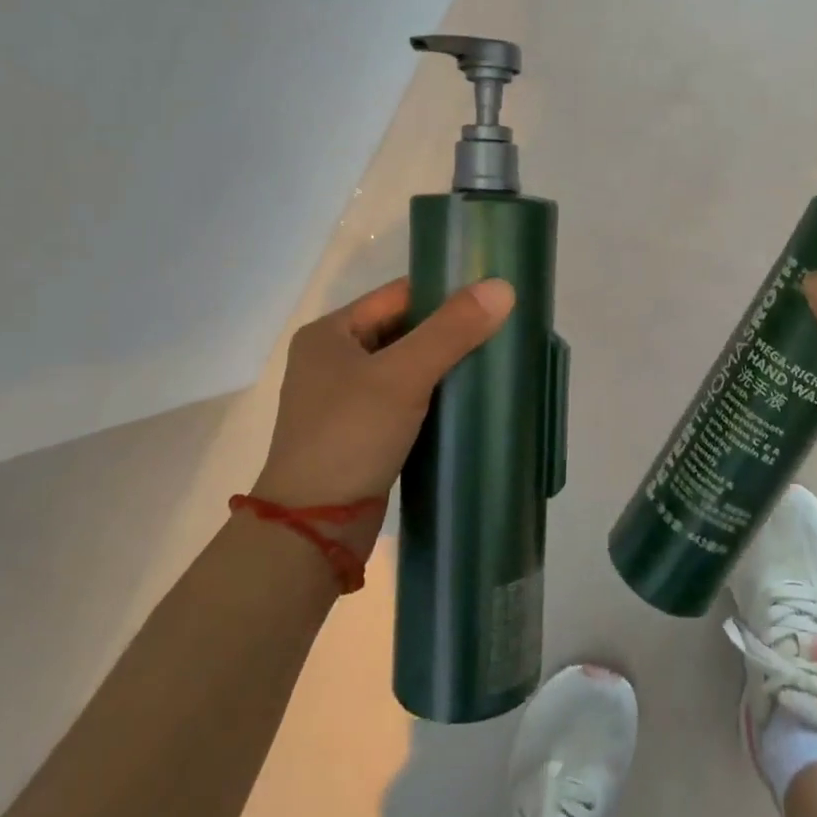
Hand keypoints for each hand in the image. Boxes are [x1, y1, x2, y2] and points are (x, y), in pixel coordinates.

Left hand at [249, 277, 515, 534]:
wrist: (314, 529)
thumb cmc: (351, 436)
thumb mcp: (403, 376)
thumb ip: (452, 330)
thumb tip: (503, 287)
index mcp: (330, 333)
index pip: (399, 295)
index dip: (445, 293)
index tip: (492, 301)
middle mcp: (333, 359)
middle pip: (404, 329)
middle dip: (450, 332)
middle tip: (500, 332)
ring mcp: (345, 398)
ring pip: (408, 366)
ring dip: (445, 365)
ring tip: (492, 364)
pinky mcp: (361, 431)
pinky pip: (406, 398)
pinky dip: (434, 395)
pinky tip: (467, 400)